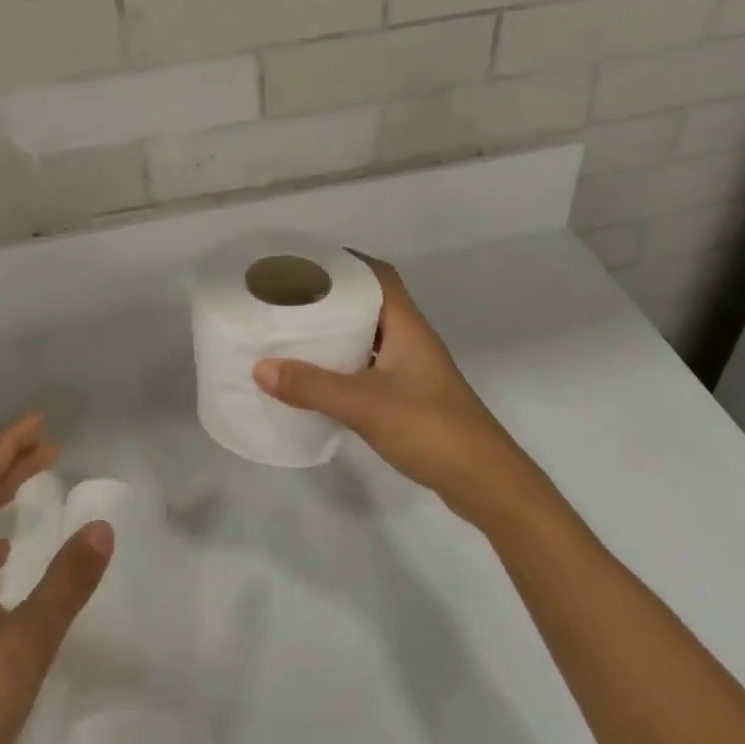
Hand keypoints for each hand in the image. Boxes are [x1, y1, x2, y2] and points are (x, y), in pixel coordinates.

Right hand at [254, 254, 543, 526]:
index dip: (346, 261)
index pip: (379, 275)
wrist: (484, 482)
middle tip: (291, 297)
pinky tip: (319, 378)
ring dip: (339, 331)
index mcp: (407, 325)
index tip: (307, 261)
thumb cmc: (430, 428)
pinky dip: (345, 365)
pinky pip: (370, 367)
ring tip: (296, 332)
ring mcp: (412, 370)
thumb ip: (313, 387)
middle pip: (371, 302)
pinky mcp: (409, 398)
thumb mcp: (365, 405)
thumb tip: (260, 367)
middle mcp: (411, 339)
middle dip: (334, 296)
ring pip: (370, 336)